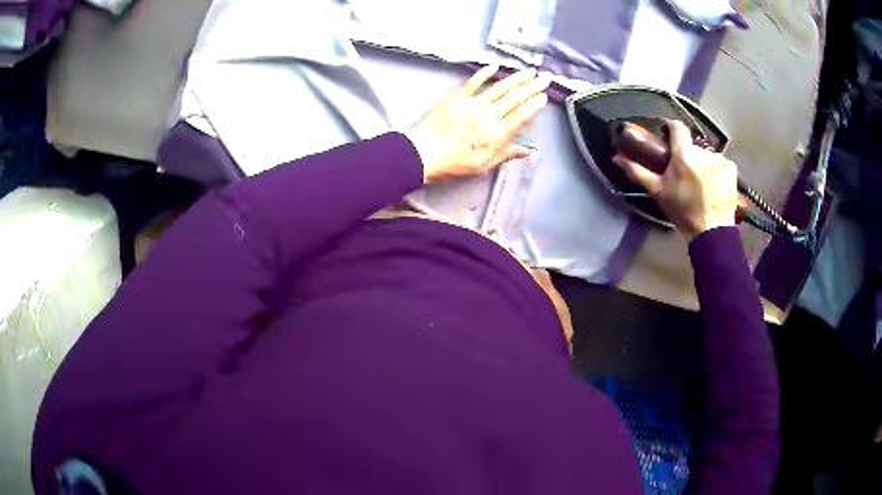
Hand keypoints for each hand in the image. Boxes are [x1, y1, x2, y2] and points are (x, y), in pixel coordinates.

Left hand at [405, 65, 550, 183]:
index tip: (544, 96)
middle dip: (532, 87)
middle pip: (515, 98)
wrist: (424, 153)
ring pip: (500, 88)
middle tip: (545, 78)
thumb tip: (527, 151)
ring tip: (530, 72)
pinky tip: (495, 66)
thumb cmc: (454, 163)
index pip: (521, 116)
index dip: (534, 105)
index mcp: (496, 135)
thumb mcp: (483, 165)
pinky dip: (485, 73)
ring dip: (517, 78)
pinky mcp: (457, 97)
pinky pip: (474, 82)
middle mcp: (488, 116)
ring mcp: (473, 104)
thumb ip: (506, 154)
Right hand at [613, 121, 738, 240]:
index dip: (671, 129)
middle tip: (685, 174)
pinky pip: (720, 163)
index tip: (668, 138)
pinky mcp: (731, 168)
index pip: (677, 127)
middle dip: (688, 156)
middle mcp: (703, 152)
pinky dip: (717, 171)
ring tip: (701, 184)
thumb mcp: (658, 192)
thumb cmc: (683, 211)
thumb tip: (616, 158)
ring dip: (703, 164)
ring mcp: (720, 159)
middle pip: (692, 146)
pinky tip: (714, 186)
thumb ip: (638, 172)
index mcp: (684, 154)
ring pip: (707, 155)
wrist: (712, 231)